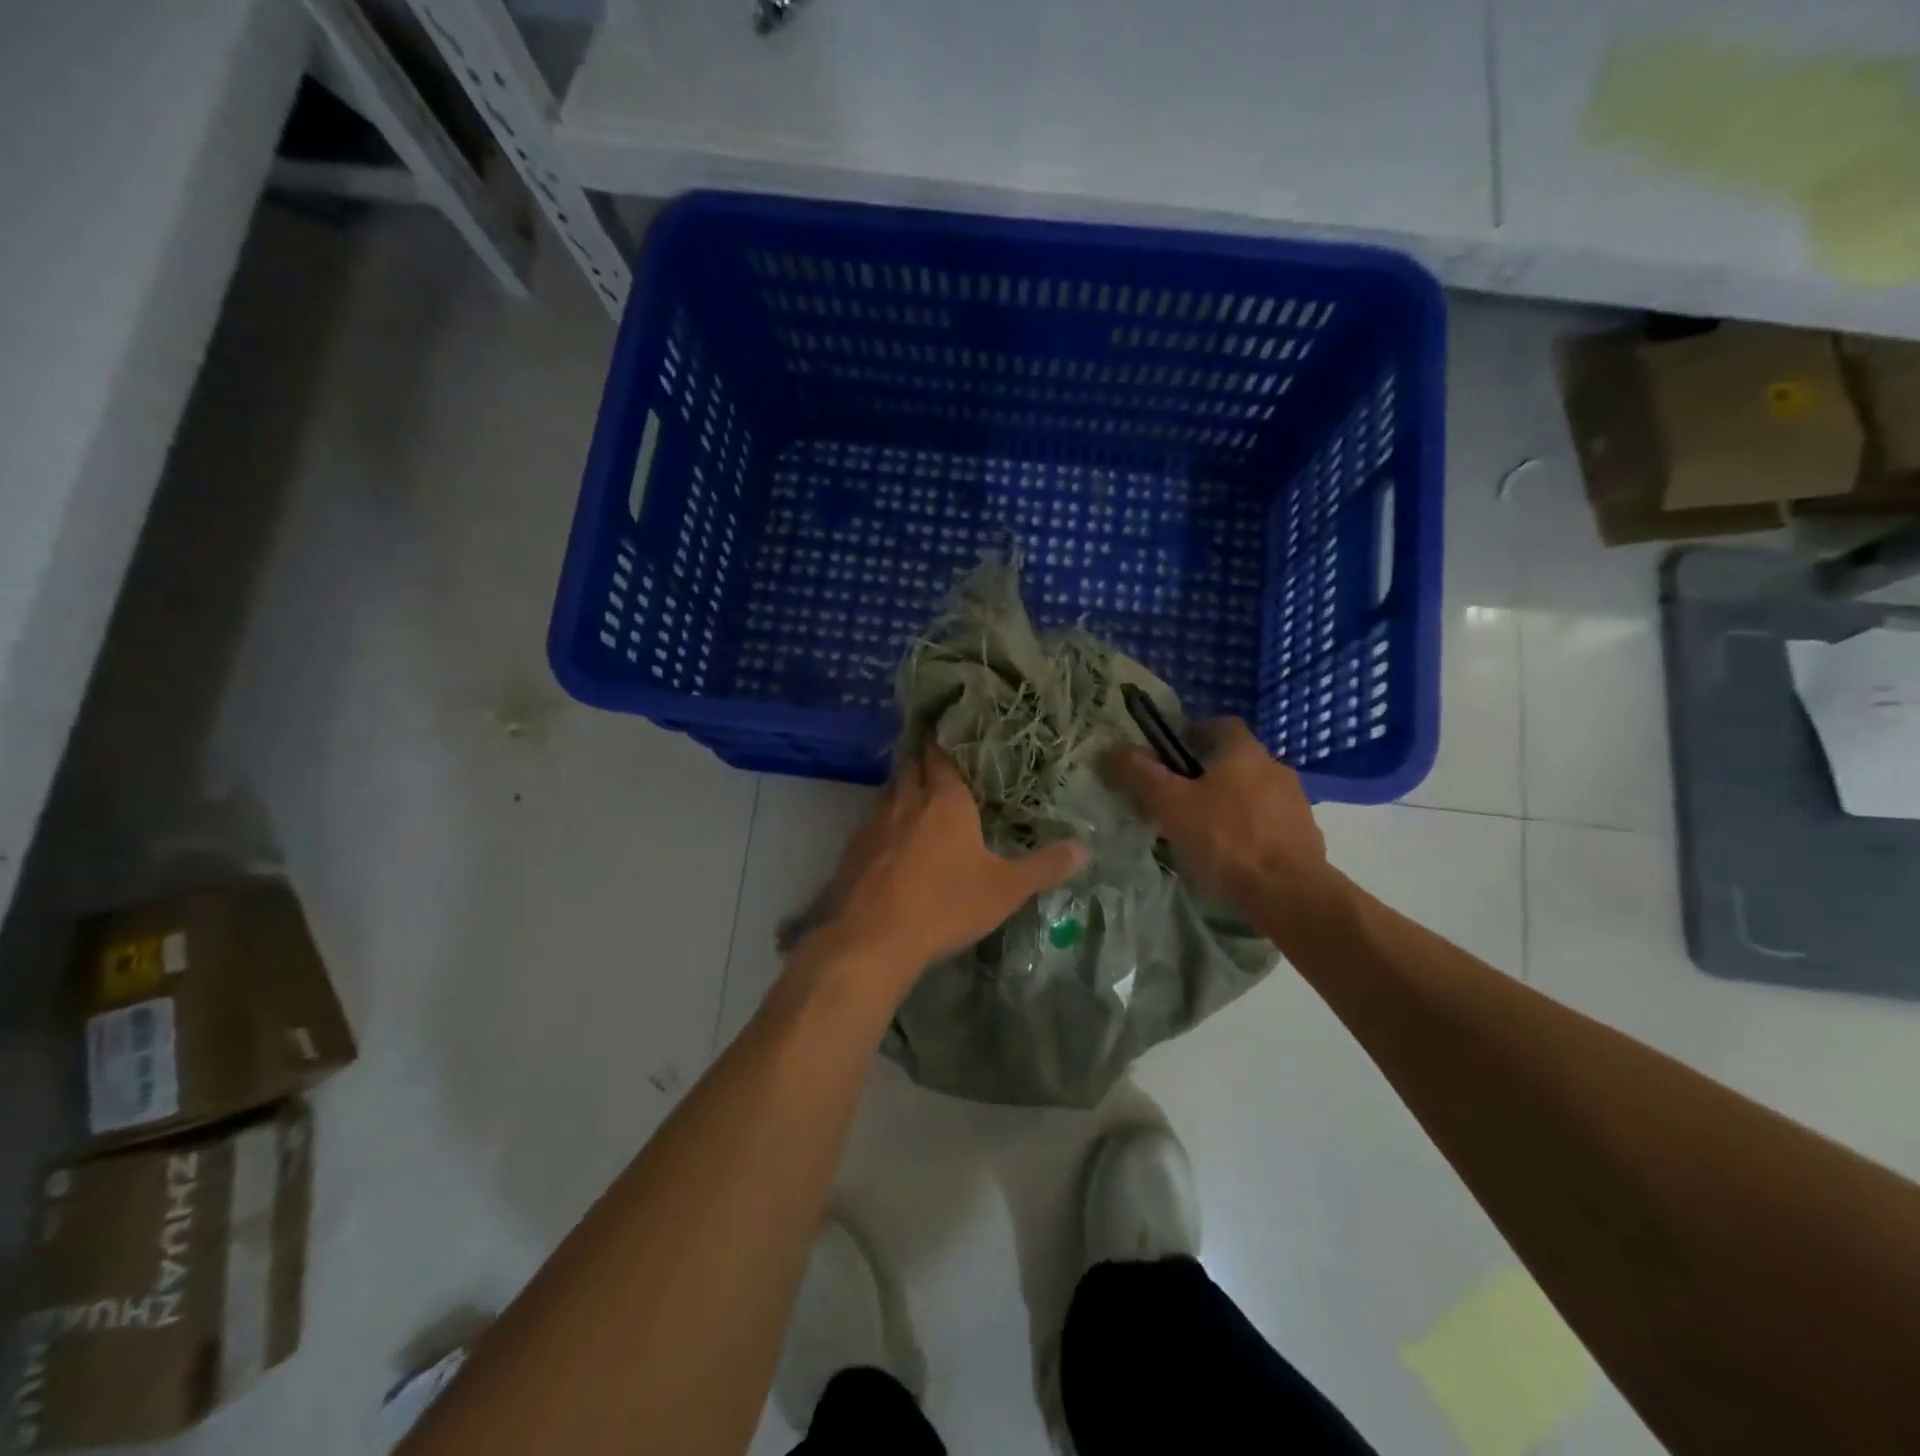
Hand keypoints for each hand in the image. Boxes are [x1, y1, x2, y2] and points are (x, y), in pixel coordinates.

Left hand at [802, 745, 1087, 989]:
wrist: (872, 939)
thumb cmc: (945, 904)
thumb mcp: (1005, 889)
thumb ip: (1044, 867)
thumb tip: (1084, 848)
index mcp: (945, 800)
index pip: (941, 755)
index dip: (942, 740)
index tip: (946, 729)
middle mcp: (906, 801)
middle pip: (911, 766)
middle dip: (921, 758)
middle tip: (936, 756)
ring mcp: (873, 824)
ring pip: (888, 792)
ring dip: (902, 788)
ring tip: (917, 795)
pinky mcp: (851, 850)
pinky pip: (871, 824)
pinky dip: (883, 823)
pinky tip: (891, 841)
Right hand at [1104, 717, 1335, 917]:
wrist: (1288, 892)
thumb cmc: (1225, 839)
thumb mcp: (1171, 805)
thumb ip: (1142, 775)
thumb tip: (1115, 750)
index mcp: (1244, 752)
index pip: (1221, 724)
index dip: (1195, 732)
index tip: (1173, 752)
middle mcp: (1275, 768)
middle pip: (1237, 760)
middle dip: (1210, 772)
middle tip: (1181, 795)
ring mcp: (1295, 802)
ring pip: (1255, 791)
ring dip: (1232, 802)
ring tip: (1205, 829)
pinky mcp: (1305, 835)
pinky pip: (1270, 822)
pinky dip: (1251, 829)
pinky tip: (1233, 854)